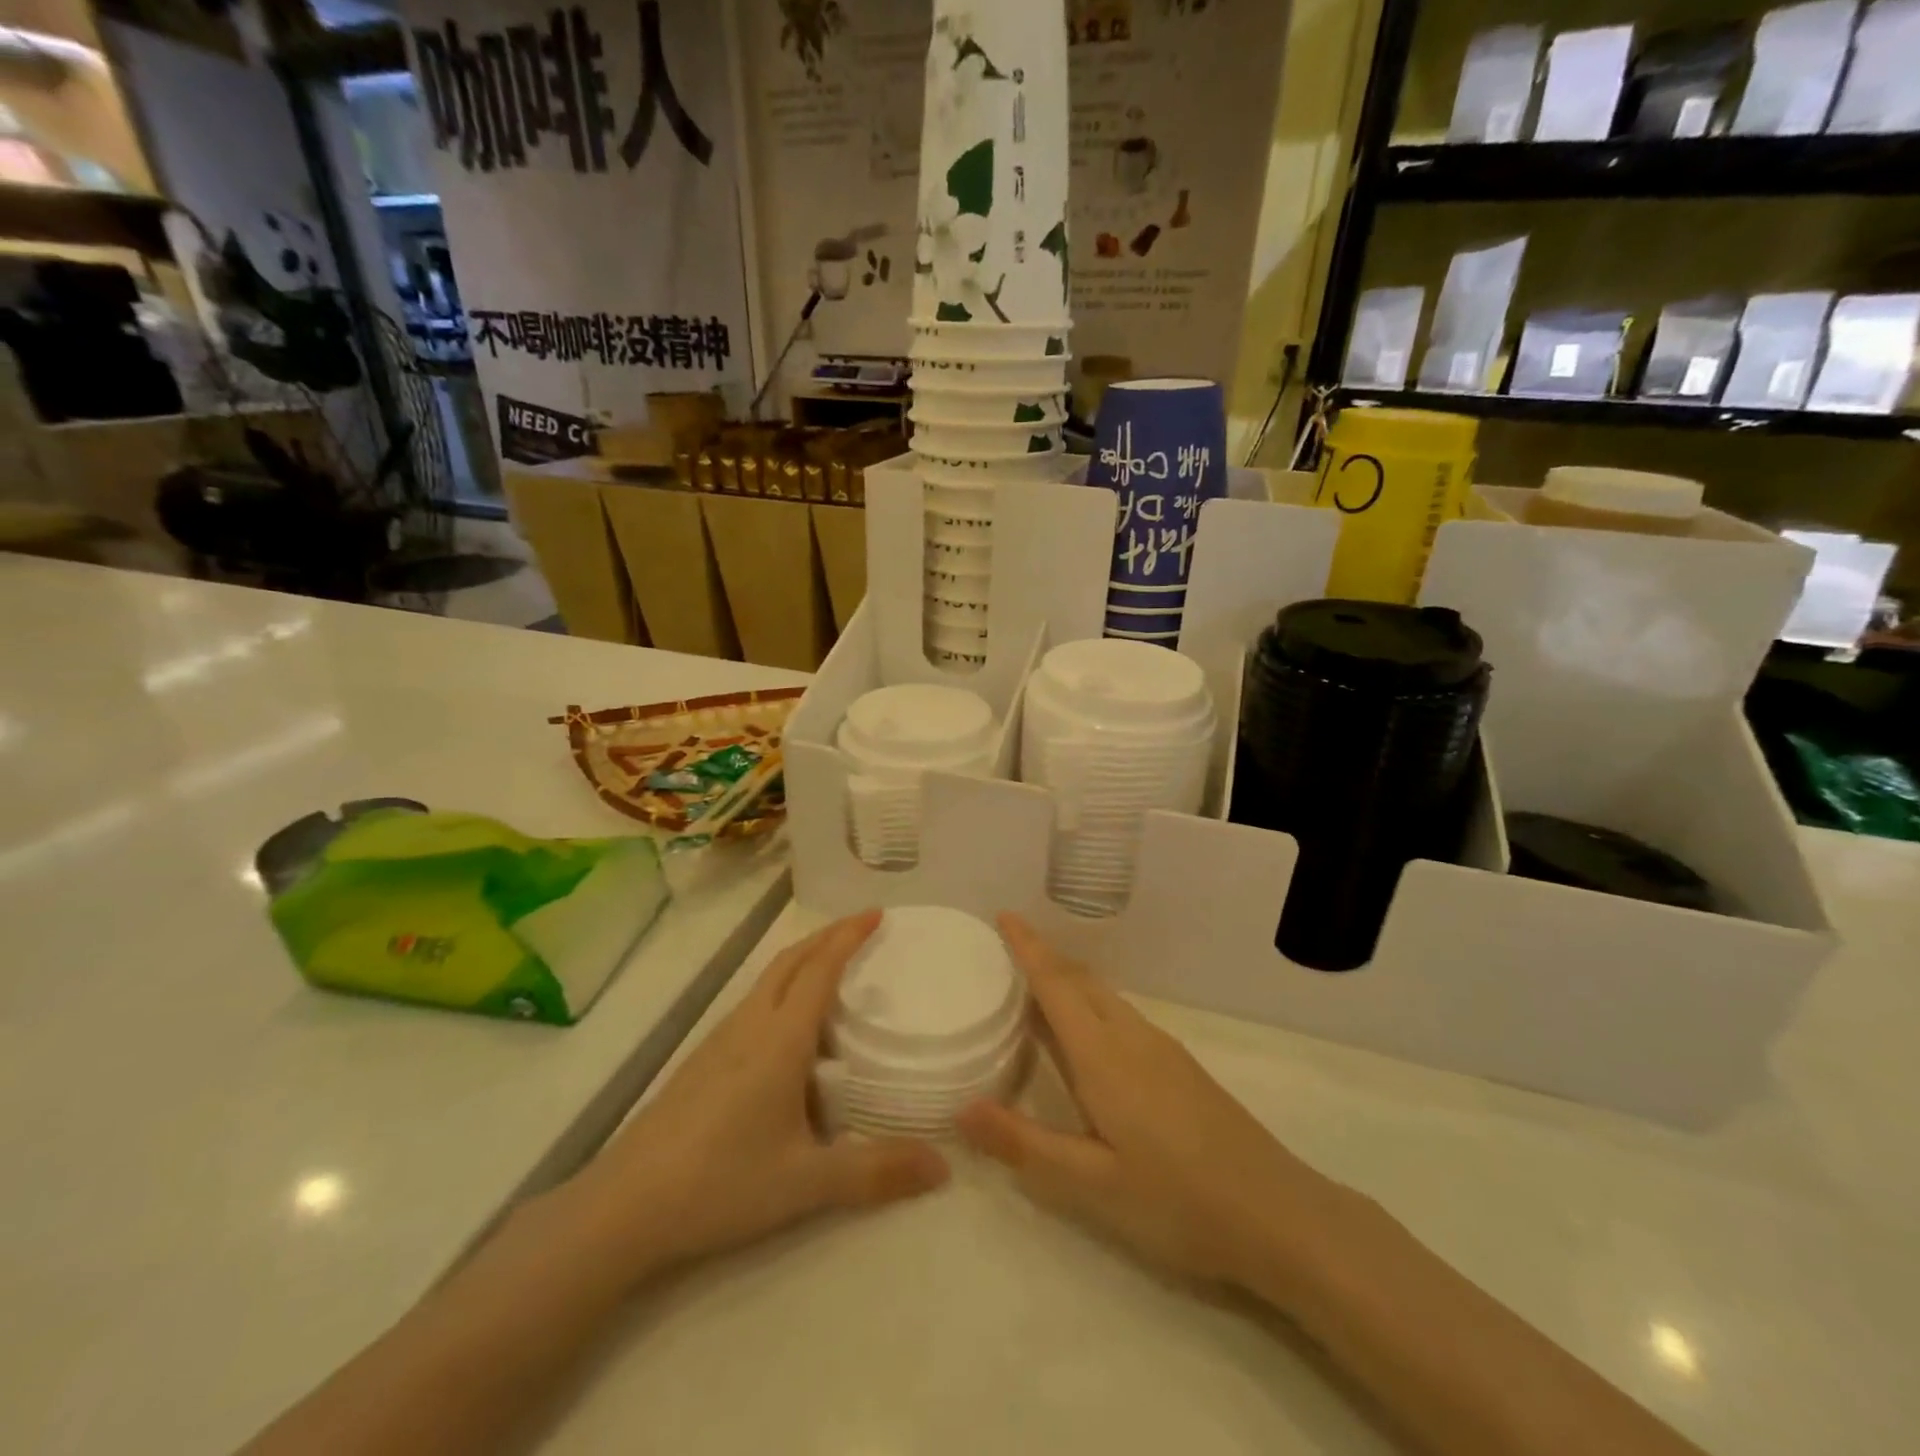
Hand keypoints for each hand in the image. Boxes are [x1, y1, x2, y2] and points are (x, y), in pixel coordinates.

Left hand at [565, 912, 949, 1282]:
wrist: (624, 1207)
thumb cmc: (721, 1183)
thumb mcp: (806, 1183)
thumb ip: (876, 1172)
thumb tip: (944, 1166)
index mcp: (780, 1039)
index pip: (820, 968)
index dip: (849, 936)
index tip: (877, 913)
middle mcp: (750, 1025)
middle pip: (791, 960)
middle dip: (828, 935)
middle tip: (862, 926)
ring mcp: (720, 1039)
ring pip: (768, 978)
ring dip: (803, 958)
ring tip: (832, 965)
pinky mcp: (701, 1059)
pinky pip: (753, 1001)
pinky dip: (782, 985)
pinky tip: (788, 1024)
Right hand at [958, 915, 1323, 1287]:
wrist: (1277, 1214)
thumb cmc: (1177, 1199)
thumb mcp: (1091, 1183)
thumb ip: (1023, 1143)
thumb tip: (961, 1107)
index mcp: (1103, 1054)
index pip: (1056, 984)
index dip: (1028, 946)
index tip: (1004, 914)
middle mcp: (1131, 1036)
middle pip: (1080, 980)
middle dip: (1044, 957)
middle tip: (1006, 952)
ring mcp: (1161, 1048)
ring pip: (1104, 997)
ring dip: (1068, 982)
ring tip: (1035, 990)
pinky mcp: (1180, 1066)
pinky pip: (1122, 1016)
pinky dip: (1091, 1006)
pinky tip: (1087, 1038)